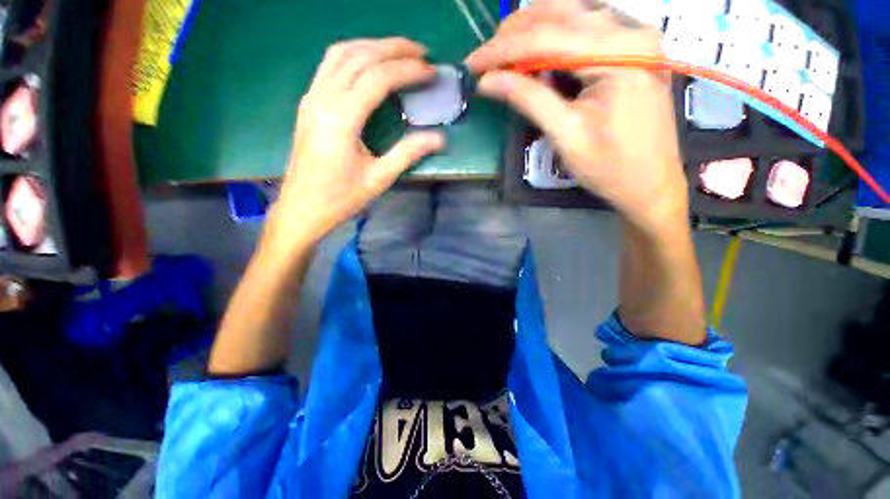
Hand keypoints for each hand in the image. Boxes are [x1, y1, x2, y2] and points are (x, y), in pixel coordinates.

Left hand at [264, 38, 443, 255]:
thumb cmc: (341, 198)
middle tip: (420, 52)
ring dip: (371, 46)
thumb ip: (408, 153)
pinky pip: (330, 66)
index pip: (377, 78)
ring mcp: (311, 98)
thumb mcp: (379, 178)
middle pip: (359, 56)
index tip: (430, 71)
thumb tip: (439, 138)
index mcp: (341, 118)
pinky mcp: (309, 104)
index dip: (407, 70)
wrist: (302, 208)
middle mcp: (322, 99)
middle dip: (392, 48)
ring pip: (341, 54)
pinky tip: (370, 65)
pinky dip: (354, 56)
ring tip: (398, 52)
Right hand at [466, 3, 688, 232]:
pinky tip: (533, 56)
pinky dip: (553, 40)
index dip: (502, 50)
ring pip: (571, 16)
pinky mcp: (629, 50)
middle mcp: (631, 32)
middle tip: (484, 59)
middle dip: (514, 35)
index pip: (548, 38)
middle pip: (561, 16)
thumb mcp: (565, 134)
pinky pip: (584, 32)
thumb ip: (528, 99)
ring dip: (531, 32)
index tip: (472, 64)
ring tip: (502, 55)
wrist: (650, 184)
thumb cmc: (610, 167)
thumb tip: (488, 81)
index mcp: (620, 53)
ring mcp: (633, 38)